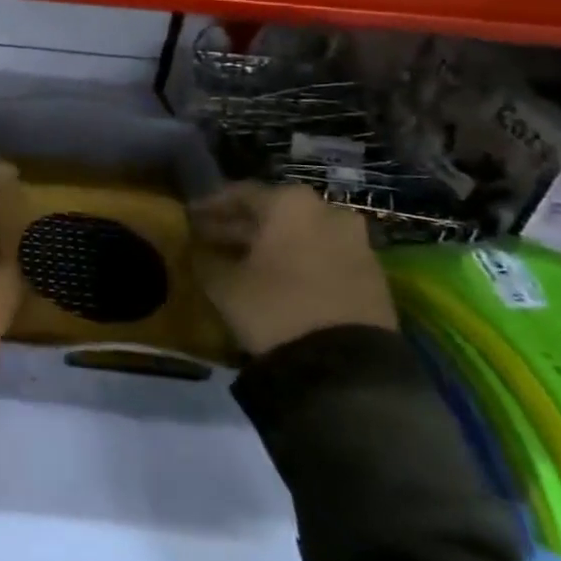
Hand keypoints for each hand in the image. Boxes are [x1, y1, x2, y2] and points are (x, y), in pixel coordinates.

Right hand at [191, 183, 396, 355]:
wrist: (347, 367)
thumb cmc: (274, 307)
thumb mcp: (222, 283)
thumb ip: (203, 257)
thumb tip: (195, 248)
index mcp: (289, 203)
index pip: (239, 193)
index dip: (209, 206)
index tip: (189, 218)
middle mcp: (327, 211)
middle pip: (273, 213)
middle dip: (239, 227)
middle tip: (209, 241)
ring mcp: (355, 242)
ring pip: (300, 234)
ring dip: (268, 245)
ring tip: (239, 263)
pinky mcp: (372, 275)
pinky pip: (323, 256)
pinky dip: (296, 262)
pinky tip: (274, 280)